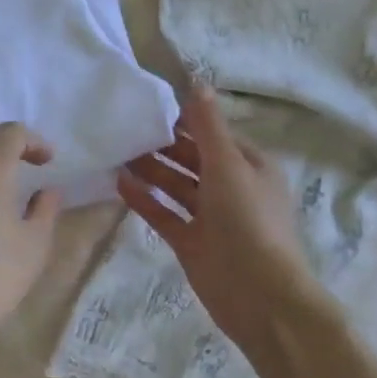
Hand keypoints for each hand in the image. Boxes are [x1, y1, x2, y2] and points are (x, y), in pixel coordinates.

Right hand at [115, 86, 337, 362]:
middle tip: (125, 127)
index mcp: (249, 166)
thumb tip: (197, 81)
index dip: (185, 119)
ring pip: (176, 186)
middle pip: (192, 158)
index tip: (149, 104)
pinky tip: (119, 183)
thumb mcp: (228, 165)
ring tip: (116, 151)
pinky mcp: (191, 242)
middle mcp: (231, 188)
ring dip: (150, 169)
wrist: (259, 296)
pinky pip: (164, 214)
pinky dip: (145, 199)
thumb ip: (207, 126)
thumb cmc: (248, 220)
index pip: (213, 133)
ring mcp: (210, 217)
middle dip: (163, 143)